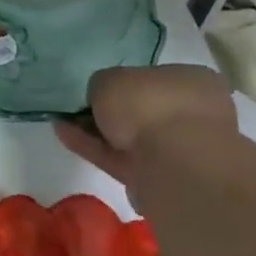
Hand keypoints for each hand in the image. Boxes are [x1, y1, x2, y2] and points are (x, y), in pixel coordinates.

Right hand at [53, 64, 235, 176]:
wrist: (172, 165)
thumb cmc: (149, 106)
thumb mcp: (111, 79)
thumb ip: (103, 85)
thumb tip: (102, 98)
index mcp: (193, 82)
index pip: (155, 78)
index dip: (125, 82)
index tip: (99, 88)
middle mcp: (192, 114)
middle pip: (143, 111)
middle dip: (111, 111)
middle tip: (78, 108)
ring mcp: (178, 150)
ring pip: (131, 137)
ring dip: (96, 131)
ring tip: (62, 121)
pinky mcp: (159, 177)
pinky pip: (120, 157)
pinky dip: (93, 147)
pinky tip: (65, 136)